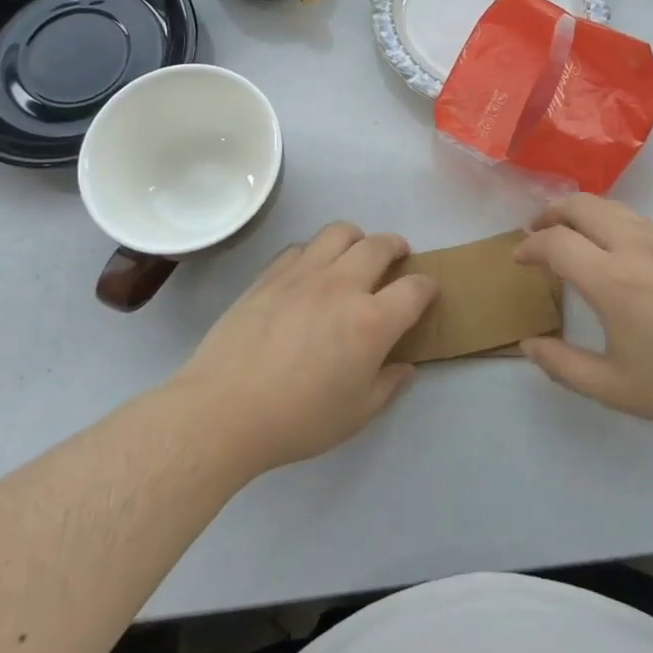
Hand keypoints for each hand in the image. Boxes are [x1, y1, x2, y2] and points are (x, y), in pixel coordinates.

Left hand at [171, 223, 438, 476]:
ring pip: (339, 232)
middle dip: (396, 246)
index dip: (428, 286)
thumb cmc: (297, 420)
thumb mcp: (356, 415)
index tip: (428, 291)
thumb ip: (388, 386)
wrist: (223, 411)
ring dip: (357, 238)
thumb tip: (405, 367)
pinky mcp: (269, 275)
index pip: (415, 289)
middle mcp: (342, 286)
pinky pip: (300, 247)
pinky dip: (315, 252)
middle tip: (398, 258)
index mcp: (371, 322)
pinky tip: (310, 272)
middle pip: (379, 245)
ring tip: (354, 255)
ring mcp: (303, 275)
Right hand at [515, 196, 652, 439]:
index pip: (557, 243)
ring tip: (570, 234)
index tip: (518, 259)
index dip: (530, 247)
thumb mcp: (614, 388)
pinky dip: (610, 221)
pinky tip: (613, 250)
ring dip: (582, 213)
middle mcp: (636, 249)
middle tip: (536, 233)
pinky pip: (638, 220)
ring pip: (613, 206)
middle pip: (583, 206)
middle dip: (551, 213)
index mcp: (613, 281)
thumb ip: (563, 365)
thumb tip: (528, 345)